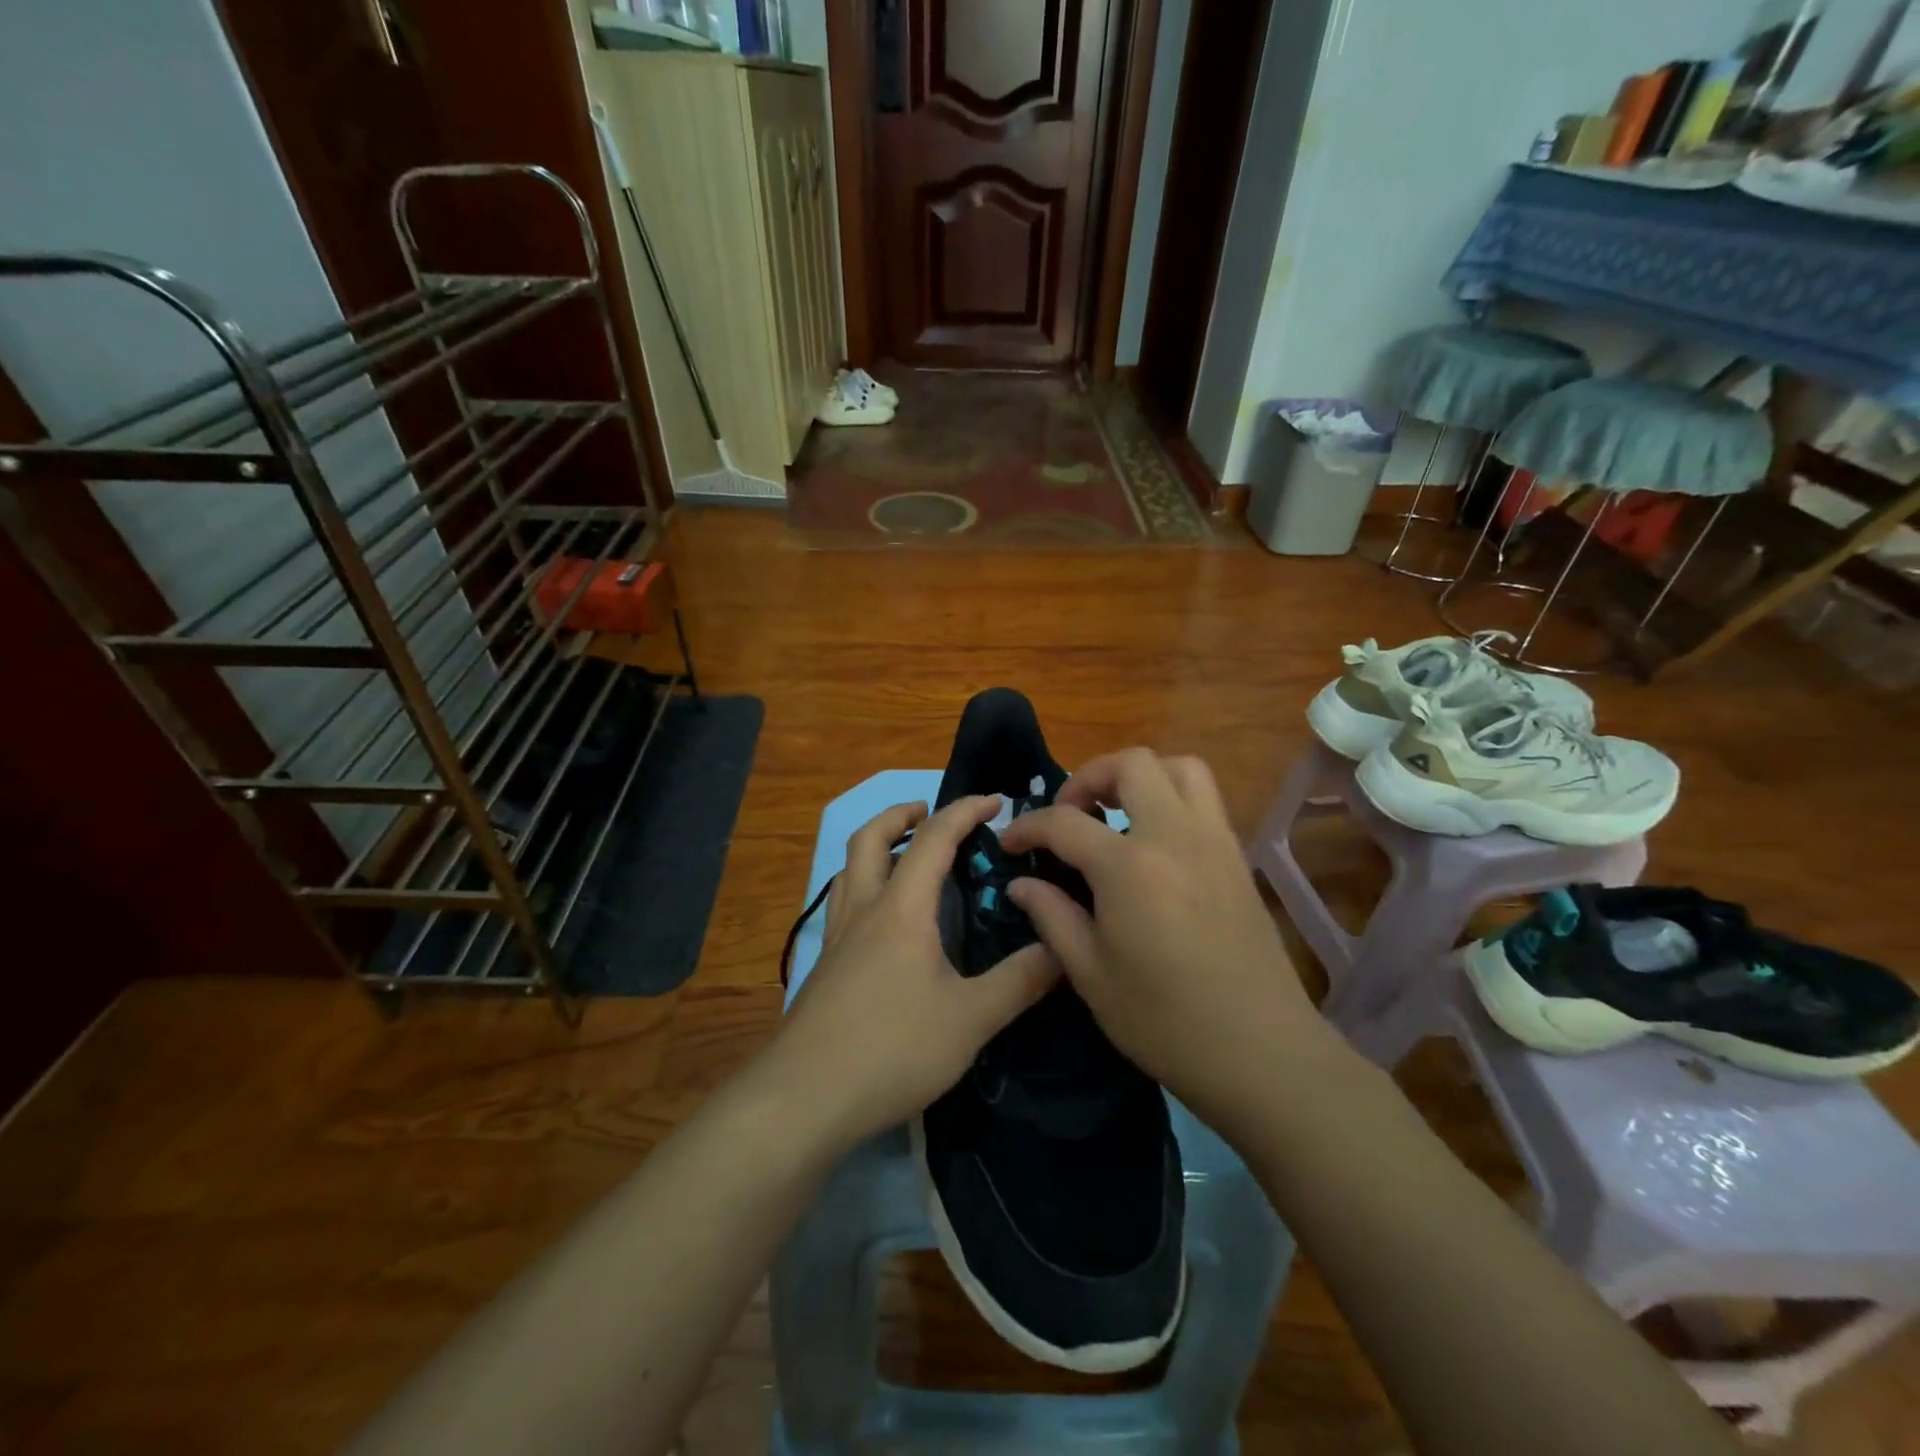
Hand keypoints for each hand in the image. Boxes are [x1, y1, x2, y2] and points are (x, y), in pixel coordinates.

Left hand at [772, 795, 1059, 1150]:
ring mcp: (836, 938)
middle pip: (870, 839)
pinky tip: (881, 920)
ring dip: (876, 846)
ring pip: (849, 869)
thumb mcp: (971, 1019)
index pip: (934, 839)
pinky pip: (842, 903)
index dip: (964, 811)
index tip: (995, 800)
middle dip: (901, 815)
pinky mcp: (823, 966)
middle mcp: (864, 910)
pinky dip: (863, 885)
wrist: (805, 1097)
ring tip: (904, 856)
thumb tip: (1062, 949)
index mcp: (902, 908)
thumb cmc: (893, 1048)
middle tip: (930, 814)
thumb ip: (1019, 982)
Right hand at [999, 749, 1334, 1142]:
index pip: (1065, 822)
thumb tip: (1021, 883)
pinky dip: (1172, 796)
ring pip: (1180, 767)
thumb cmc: (1164, 1021)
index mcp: (1129, 866)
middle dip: (1088, 776)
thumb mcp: (1091, 974)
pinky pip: (1205, 799)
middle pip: (1131, 764)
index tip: (1009, 843)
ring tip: (1116, 812)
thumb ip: (1052, 917)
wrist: (1260, 1052)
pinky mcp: (1237, 857)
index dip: (1028, 826)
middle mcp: (1174, 835)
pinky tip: (1154, 842)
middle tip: (1070, 814)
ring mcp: (1214, 841)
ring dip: (1140, 776)